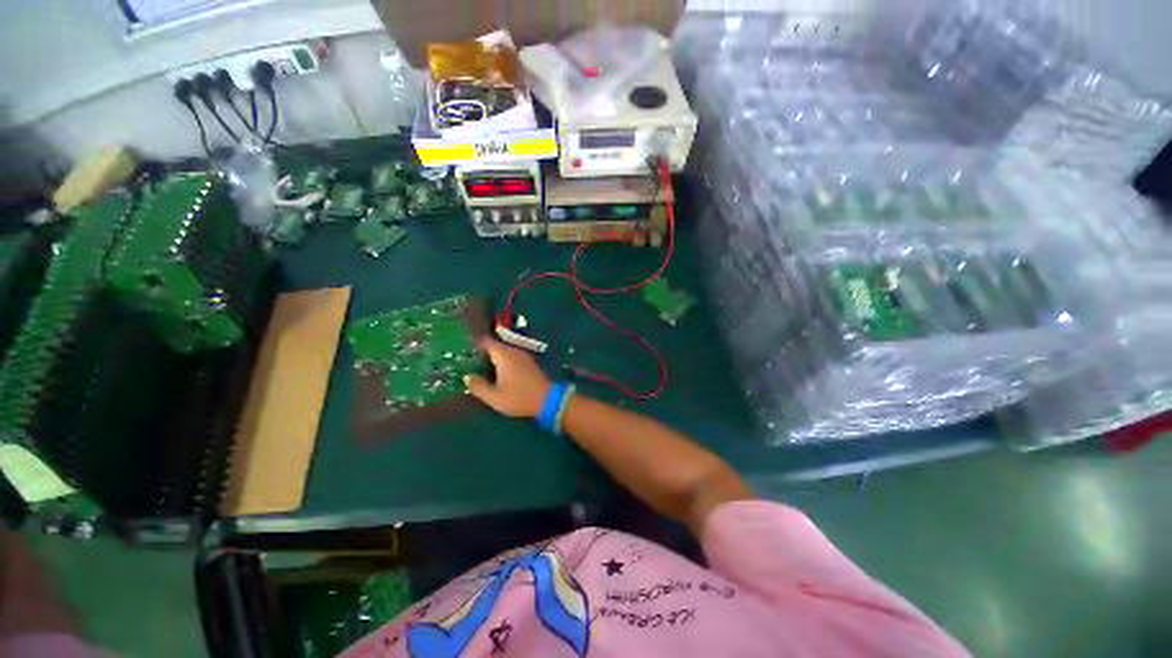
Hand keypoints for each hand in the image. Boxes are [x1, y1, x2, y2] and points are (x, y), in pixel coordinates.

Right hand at [465, 338, 550, 417]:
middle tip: (468, 361)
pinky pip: (511, 357)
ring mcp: (523, 356)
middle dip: (482, 352)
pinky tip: (497, 373)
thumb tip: (467, 377)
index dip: (474, 344)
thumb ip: (479, 386)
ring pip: (503, 352)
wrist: (548, 399)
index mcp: (504, 355)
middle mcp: (514, 351)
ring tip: (480, 367)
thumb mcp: (495, 397)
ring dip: (492, 358)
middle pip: (494, 346)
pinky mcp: (529, 363)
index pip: (486, 341)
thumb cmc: (519, 397)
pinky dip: (502, 362)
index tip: (463, 350)